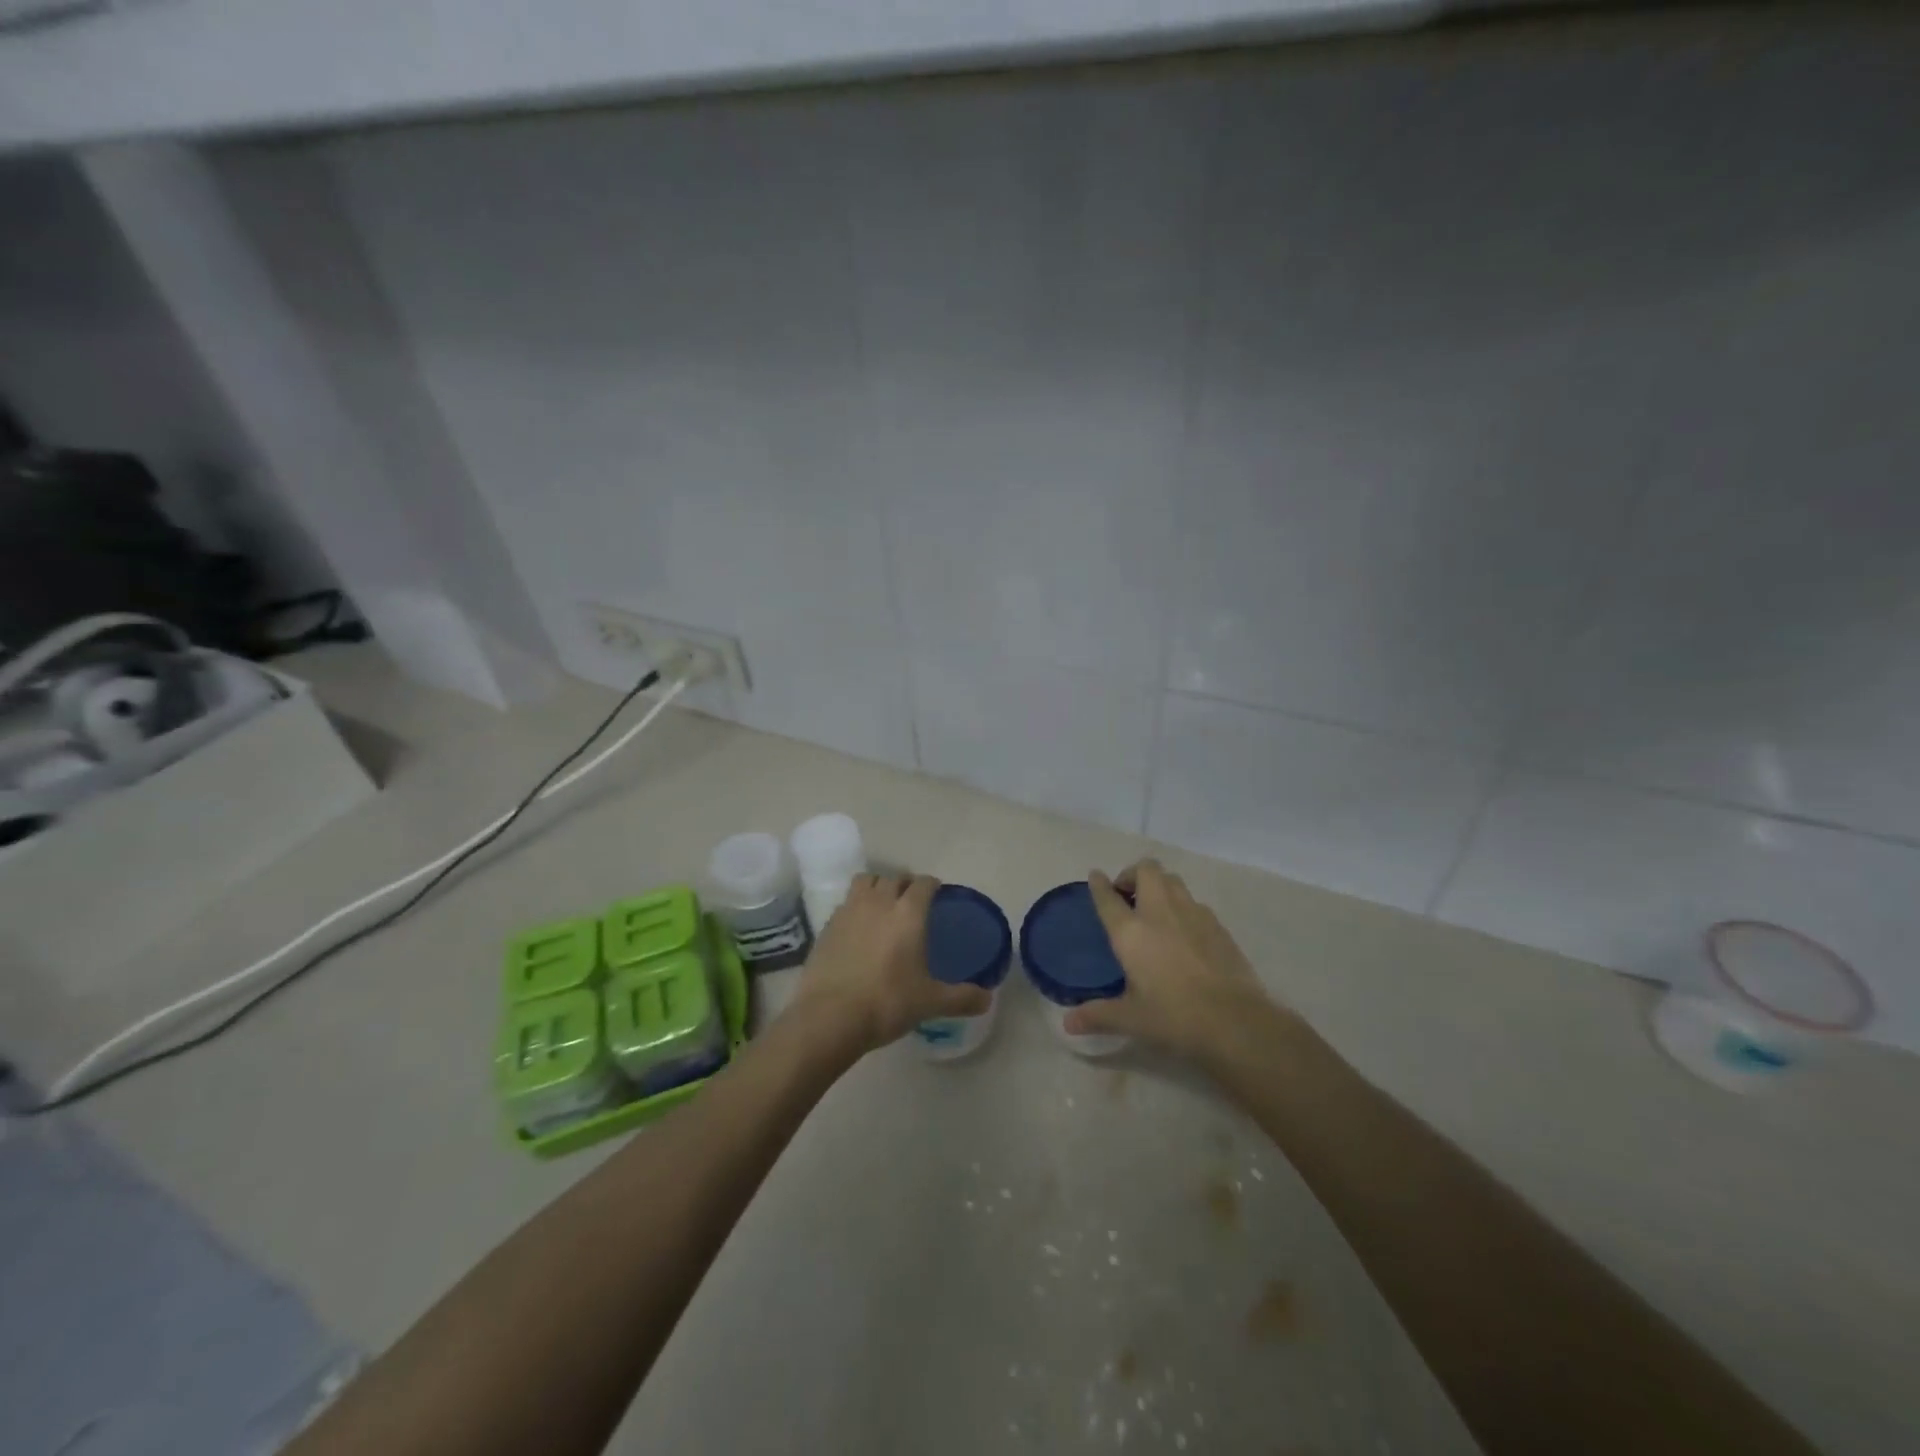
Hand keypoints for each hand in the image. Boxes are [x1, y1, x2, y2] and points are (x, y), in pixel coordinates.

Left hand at [789, 873, 989, 1055]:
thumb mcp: (931, 1002)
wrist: (830, 1017)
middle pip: (894, 878)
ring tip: (883, 905)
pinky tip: (859, 928)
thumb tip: (988, 999)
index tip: (937, 893)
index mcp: (908, 912)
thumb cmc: (887, 1002)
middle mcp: (879, 902)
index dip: (932, 885)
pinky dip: (856, 907)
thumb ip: (962, 998)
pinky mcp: (827, 925)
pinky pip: (846, 903)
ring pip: (866, 882)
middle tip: (913, 902)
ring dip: (877, 886)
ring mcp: (849, 911)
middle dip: (905, 884)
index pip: (923, 883)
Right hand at [1067, 859, 1282, 1064]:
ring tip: (1155, 909)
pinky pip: (1195, 902)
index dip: (1099, 884)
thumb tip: (1068, 1024)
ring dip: (1159, 885)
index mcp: (1131, 931)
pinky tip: (1185, 932)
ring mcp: (1193, 913)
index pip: (1108, 897)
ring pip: (1173, 880)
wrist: (1234, 1021)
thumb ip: (1097, 1015)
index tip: (1096, 876)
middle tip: (1128, 895)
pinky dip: (1183, 907)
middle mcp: (1159, 912)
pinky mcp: (1218, 925)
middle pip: (1146, 869)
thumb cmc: (1173, 1017)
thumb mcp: (1130, 1019)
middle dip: (1133, 874)